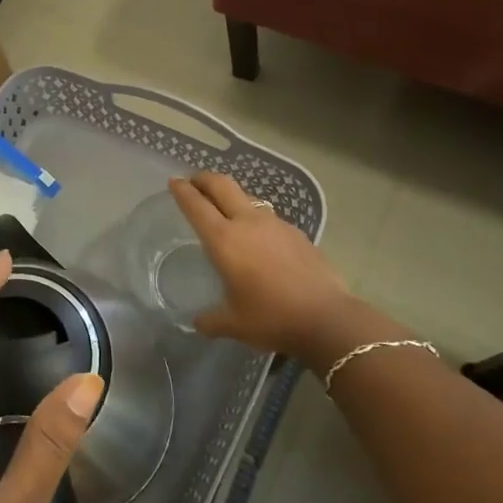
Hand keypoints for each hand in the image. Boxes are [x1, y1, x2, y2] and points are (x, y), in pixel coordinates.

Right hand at [169, 173, 352, 370]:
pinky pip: (269, 217)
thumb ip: (211, 320)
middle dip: (205, 179)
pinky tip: (260, 239)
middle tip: (194, 181)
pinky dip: (256, 218)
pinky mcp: (297, 233)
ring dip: (232, 197)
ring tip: (226, 210)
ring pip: (248, 198)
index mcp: (224, 240)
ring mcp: (276, 224)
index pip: (196, 205)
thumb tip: (197, 322)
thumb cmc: (272, 318)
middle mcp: (248, 223)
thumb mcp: (233, 324)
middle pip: (222, 185)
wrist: (328, 319)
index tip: (174, 182)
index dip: (182, 191)